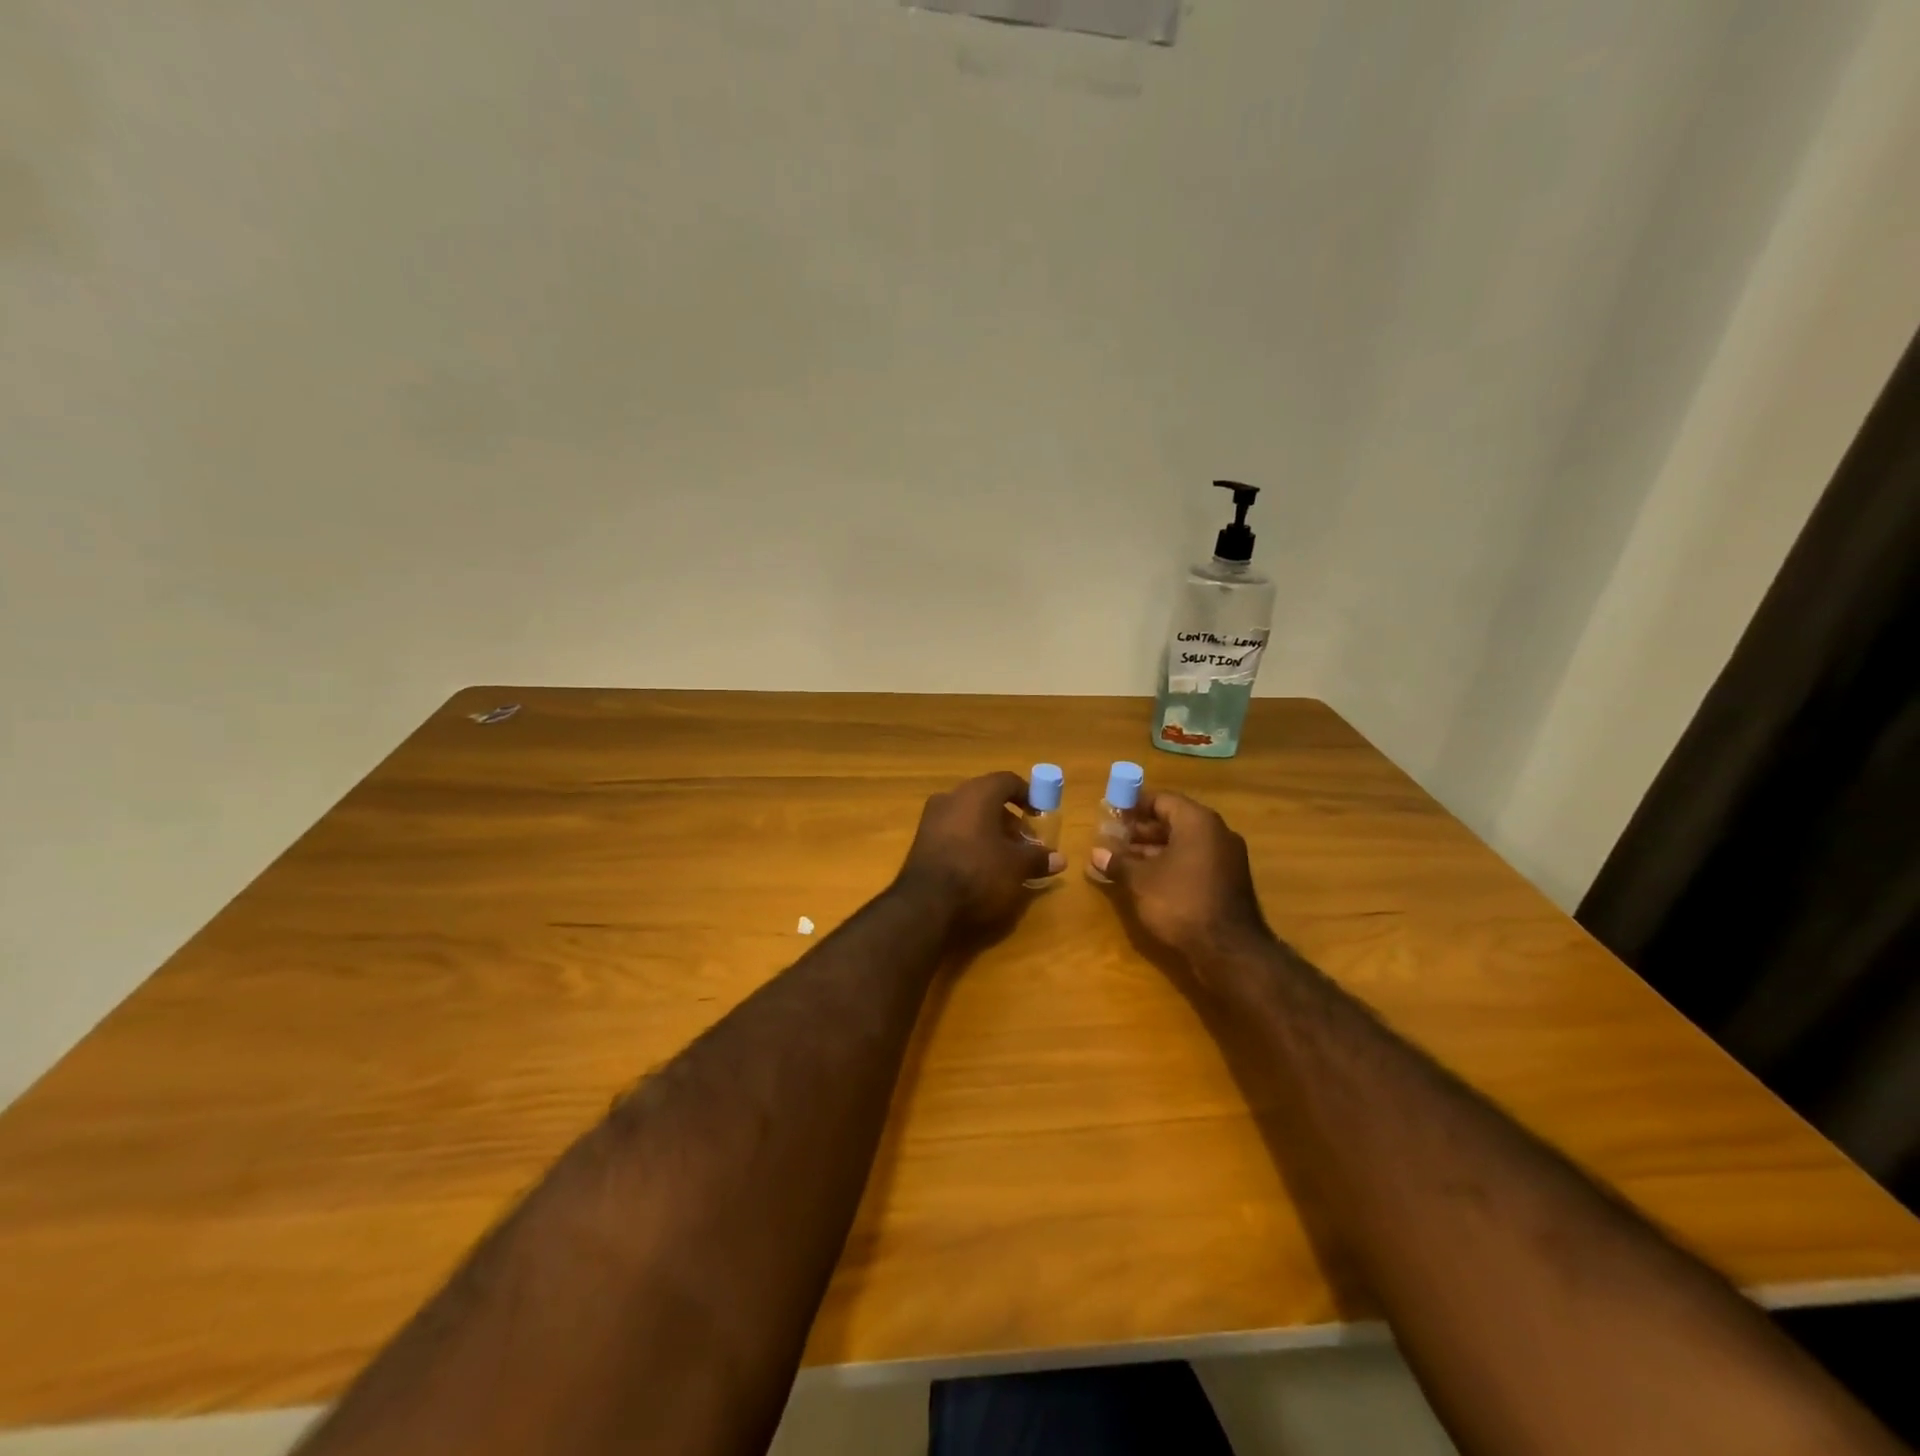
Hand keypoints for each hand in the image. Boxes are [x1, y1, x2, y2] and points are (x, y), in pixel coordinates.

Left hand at [894, 772, 1062, 931]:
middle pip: (987, 797)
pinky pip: (953, 829)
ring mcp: (932, 817)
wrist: (926, 903)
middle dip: (1009, 817)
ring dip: (989, 829)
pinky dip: (970, 839)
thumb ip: (1038, 858)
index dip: (1028, 795)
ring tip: (1005, 856)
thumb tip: (1060, 859)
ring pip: (968, 814)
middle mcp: (952, 796)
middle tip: (1024, 841)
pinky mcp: (921, 838)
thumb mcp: (1016, 867)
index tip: (1039, 814)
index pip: (1007, 781)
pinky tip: (980, 864)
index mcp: (978, 793)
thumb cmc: (978, 872)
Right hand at [1090, 791, 1270, 971]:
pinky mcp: (1228, 881)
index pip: (1162, 800)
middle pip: (1174, 821)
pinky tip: (1147, 879)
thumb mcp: (1140, 881)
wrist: (1229, 951)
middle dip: (1141, 830)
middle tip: (1113, 838)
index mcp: (1197, 822)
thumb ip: (1118, 862)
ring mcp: (1226, 858)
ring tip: (1123, 860)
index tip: (1111, 813)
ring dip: (1153, 849)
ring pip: (1184, 843)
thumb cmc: (1180, 903)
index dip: (1134, 805)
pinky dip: (1171, 864)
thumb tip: (1096, 853)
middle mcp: (1216, 833)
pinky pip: (1194, 862)